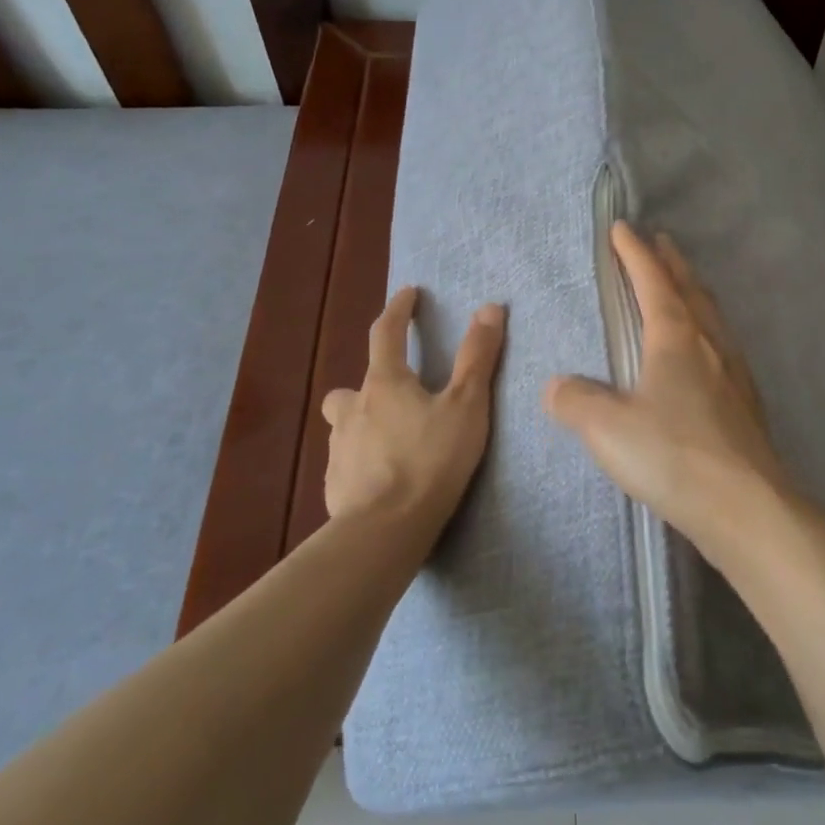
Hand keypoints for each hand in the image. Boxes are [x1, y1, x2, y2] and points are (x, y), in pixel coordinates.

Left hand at [322, 287, 505, 530]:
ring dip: (364, 424)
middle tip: (397, 394)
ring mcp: (339, 449)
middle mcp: (353, 410)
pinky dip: (362, 462)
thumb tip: (490, 308)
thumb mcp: (466, 406)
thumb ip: (477, 358)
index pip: (385, 333)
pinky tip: (382, 480)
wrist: (385, 531)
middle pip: (352, 386)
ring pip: (345, 425)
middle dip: (371, 383)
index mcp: (384, 384)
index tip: (409, 293)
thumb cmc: (430, 460)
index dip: (398, 309)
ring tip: (393, 441)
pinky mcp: (334, 486)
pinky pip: (347, 463)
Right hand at [543, 222, 791, 554]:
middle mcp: (709, 344)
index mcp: (676, 337)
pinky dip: (707, 329)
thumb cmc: (674, 455)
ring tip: (683, 286)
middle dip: (671, 263)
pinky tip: (705, 353)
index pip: (652, 281)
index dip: (634, 253)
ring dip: (693, 292)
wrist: (747, 507)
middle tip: (661, 242)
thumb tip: (556, 386)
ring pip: (711, 316)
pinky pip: (722, 346)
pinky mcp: (746, 403)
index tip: (622, 228)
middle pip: (690, 289)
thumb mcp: (607, 428)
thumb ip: (575, 401)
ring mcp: (734, 372)